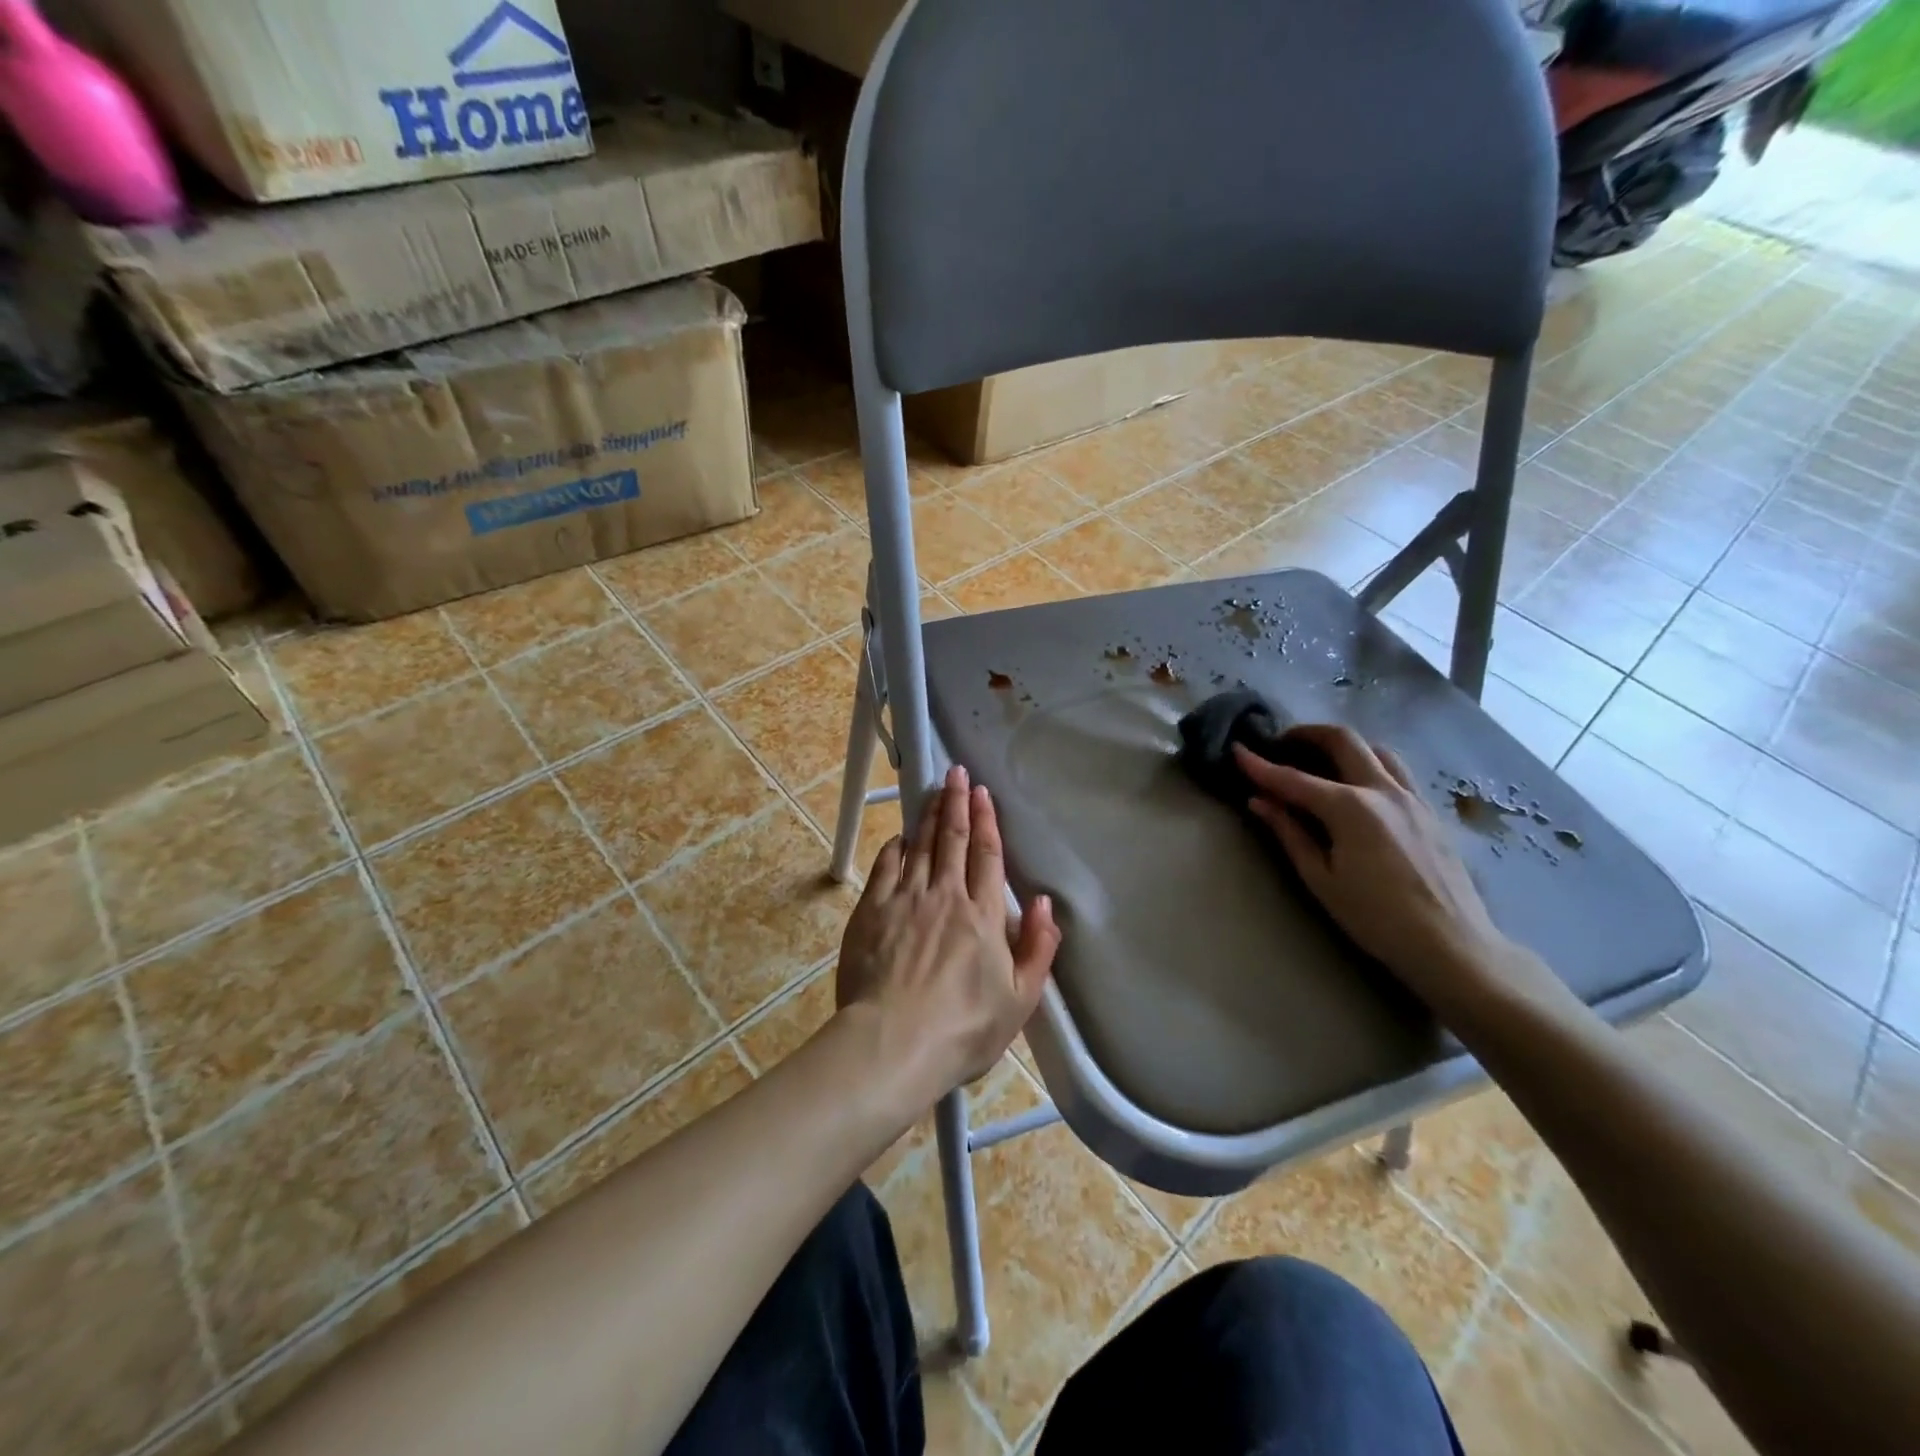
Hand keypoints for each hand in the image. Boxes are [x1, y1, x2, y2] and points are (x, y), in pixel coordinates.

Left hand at [836, 765, 1061, 1106]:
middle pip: (952, 840)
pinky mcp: (871, 911)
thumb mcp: (1019, 1000)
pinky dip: (895, 848)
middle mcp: (945, 896)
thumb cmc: (962, 1029)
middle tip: (958, 774)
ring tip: (935, 791)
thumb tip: (1047, 904)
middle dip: (957, 804)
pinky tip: (899, 837)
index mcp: (983, 915)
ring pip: (920, 846)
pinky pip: (885, 867)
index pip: (986, 855)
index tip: (982, 794)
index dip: (986, 821)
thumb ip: (1038, 949)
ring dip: (928, 816)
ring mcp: (904, 899)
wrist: (892, 1044)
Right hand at [1234, 727, 1518, 1013]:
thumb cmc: (1376, 918)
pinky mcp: (1429, 811)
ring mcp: (1412, 797)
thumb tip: (1259, 802)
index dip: (1260, 765)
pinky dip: (1370, 764)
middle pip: (1343, 740)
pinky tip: (1358, 787)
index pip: (1293, 779)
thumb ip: (1289, 834)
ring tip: (1321, 761)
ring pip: (1376, 749)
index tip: (1236, 750)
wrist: (1451, 945)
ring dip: (1344, 746)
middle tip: (1281, 744)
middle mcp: (1383, 790)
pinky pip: (1397, 771)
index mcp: (1350, 808)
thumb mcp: (1321, 879)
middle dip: (1307, 734)